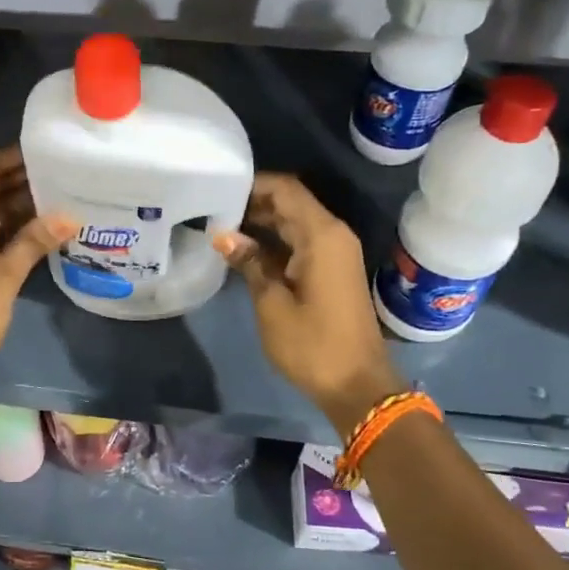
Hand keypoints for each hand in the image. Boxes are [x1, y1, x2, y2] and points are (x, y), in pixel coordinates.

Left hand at [0, 147, 73, 396]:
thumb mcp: (0, 280)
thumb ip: (32, 243)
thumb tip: (69, 216)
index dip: (14, 156)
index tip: (51, 154)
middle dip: (24, 179)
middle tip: (68, 176)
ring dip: (23, 205)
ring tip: (66, 198)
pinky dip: (15, 228)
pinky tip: (47, 230)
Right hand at [214, 174, 402, 433]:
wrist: (358, 386)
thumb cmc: (312, 345)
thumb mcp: (272, 304)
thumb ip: (250, 262)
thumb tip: (223, 235)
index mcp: (321, 235)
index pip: (285, 189)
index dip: (253, 184)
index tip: (218, 188)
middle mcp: (332, 234)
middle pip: (290, 202)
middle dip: (252, 202)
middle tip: (211, 208)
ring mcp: (334, 253)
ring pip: (294, 222)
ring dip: (261, 223)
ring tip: (220, 227)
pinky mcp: (331, 270)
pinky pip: (300, 242)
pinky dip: (274, 241)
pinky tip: (243, 250)